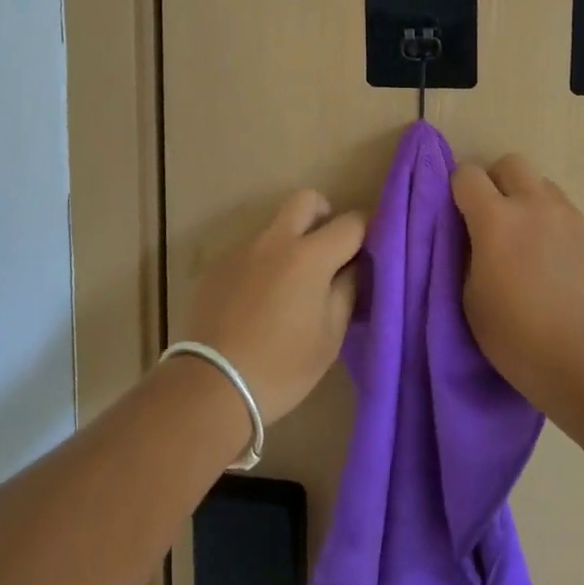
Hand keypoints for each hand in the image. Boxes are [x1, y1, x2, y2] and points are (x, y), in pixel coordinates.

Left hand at [182, 190, 365, 425]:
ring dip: (290, 242)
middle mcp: (275, 240)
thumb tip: (355, 265)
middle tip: (328, 249)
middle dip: (323, 214)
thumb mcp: (330, 335)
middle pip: (305, 199)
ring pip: (275, 227)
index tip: (370, 247)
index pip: (351, 222)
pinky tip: (259, 300)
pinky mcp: (219, 264)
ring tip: (290, 286)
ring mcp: (243, 249)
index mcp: (309, 255)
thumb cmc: (283, 365)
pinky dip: (264, 263)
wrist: (213, 384)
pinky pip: (251, 250)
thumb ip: (347, 290)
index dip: (367, 230)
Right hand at [453, 154, 583, 414]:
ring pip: (546, 188)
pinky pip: (573, 219)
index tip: (461, 215)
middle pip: (512, 163)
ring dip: (532, 204)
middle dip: (498, 182)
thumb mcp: (471, 299)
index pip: (467, 174)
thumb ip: (470, 255)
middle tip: (496, 219)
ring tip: (533, 245)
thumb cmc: (519, 339)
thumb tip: (476, 237)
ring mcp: (573, 219)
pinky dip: (561, 233)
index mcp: (496, 218)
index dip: (459, 189)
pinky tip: (564, 270)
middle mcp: (535, 206)